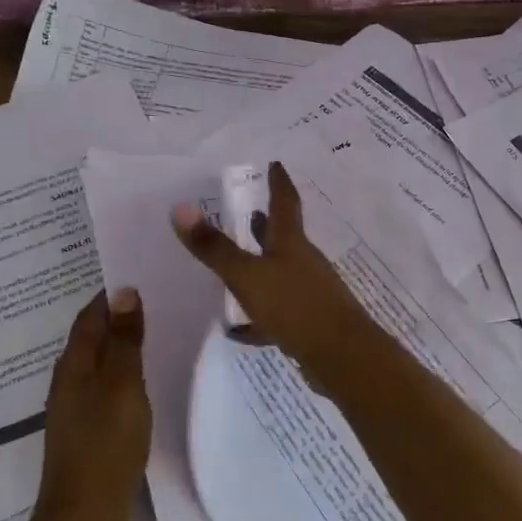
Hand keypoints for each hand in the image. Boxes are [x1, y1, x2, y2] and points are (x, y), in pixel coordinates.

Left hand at [34, 287, 149, 520]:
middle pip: (93, 336)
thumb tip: (123, 291)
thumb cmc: (106, 444)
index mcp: (73, 365)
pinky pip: (106, 384)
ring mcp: (76, 406)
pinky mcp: (88, 427)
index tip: (143, 274)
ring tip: (154, 327)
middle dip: (118, 315)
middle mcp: (69, 380)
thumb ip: (124, 341)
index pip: (91, 315)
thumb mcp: (122, 386)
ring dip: (121, 342)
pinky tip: (144, 375)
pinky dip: (123, 370)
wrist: (85, 513)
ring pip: (99, 361)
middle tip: (156, 295)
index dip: (113, 294)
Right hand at [171, 161, 373, 383]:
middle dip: (266, 225)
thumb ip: (215, 247)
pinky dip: (259, 317)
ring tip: (237, 266)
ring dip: (261, 267)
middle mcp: (303, 263)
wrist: (340, 356)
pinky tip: (239, 329)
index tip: (275, 164)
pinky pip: (278, 313)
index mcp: (291, 244)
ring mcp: (309, 293)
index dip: (278, 182)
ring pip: (280, 274)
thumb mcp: (247, 276)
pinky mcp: (308, 324)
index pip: (285, 203)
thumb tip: (181, 207)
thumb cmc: (295, 306)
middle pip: (283, 238)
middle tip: (249, 211)